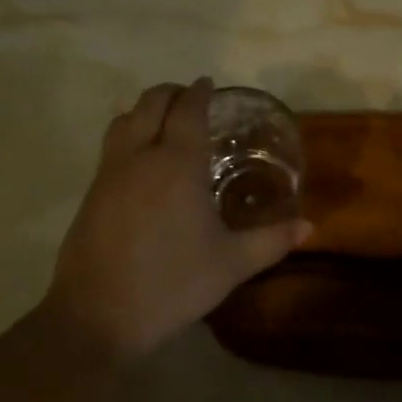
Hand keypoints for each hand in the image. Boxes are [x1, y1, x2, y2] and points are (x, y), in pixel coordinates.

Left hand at [42, 78, 311, 364]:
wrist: (95, 316)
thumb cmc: (170, 284)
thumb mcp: (230, 265)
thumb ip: (271, 241)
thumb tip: (310, 227)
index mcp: (177, 164)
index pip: (188, 109)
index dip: (199, 92)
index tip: (209, 85)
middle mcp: (140, 156)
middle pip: (151, 102)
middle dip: (172, 93)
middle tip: (191, 100)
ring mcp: (109, 172)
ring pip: (124, 119)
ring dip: (145, 110)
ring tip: (165, 122)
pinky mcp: (91, 192)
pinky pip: (112, 146)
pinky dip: (129, 134)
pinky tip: (142, 161)